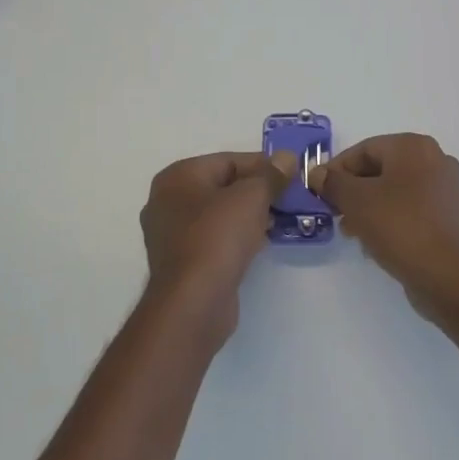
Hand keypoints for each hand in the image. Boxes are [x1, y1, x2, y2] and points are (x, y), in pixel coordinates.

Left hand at [139, 150, 296, 346]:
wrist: (193, 302)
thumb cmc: (218, 237)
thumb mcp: (251, 197)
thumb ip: (271, 175)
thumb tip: (286, 157)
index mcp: (177, 177)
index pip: (228, 160)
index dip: (263, 165)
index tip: (291, 175)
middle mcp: (167, 201)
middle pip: (222, 186)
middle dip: (257, 191)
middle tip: (288, 199)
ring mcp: (171, 234)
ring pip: (219, 214)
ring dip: (249, 215)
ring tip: (279, 221)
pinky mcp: (181, 262)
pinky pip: (214, 239)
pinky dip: (236, 237)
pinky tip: (260, 243)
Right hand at [309, 134, 458, 324]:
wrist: (447, 275)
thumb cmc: (399, 227)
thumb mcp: (356, 201)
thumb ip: (333, 183)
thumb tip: (318, 173)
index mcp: (413, 147)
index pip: (364, 149)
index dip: (336, 169)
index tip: (318, 191)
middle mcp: (435, 159)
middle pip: (380, 169)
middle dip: (353, 190)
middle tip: (333, 212)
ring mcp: (446, 188)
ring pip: (395, 190)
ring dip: (369, 206)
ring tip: (351, 231)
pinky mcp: (449, 215)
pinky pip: (411, 208)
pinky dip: (390, 218)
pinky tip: (375, 241)